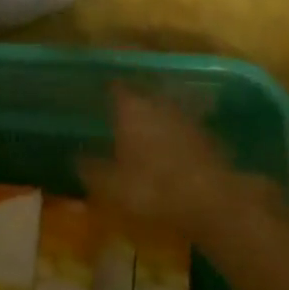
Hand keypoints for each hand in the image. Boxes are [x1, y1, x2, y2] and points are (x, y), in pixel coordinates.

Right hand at [79, 83, 282, 244]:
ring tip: (144, 131)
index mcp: (131, 108)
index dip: (107, 89)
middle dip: (132, 102)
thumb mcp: (111, 185)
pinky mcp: (206, 136)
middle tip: (119, 112)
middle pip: (142, 95)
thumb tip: (77, 157)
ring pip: (164, 110)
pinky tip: (170, 150)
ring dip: (155, 117)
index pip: (115, 87)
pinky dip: (175, 135)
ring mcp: (185, 118)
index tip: (98, 92)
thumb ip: (92, 169)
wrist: (211, 202)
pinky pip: (183, 128)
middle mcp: (158, 104)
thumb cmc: (152, 188)